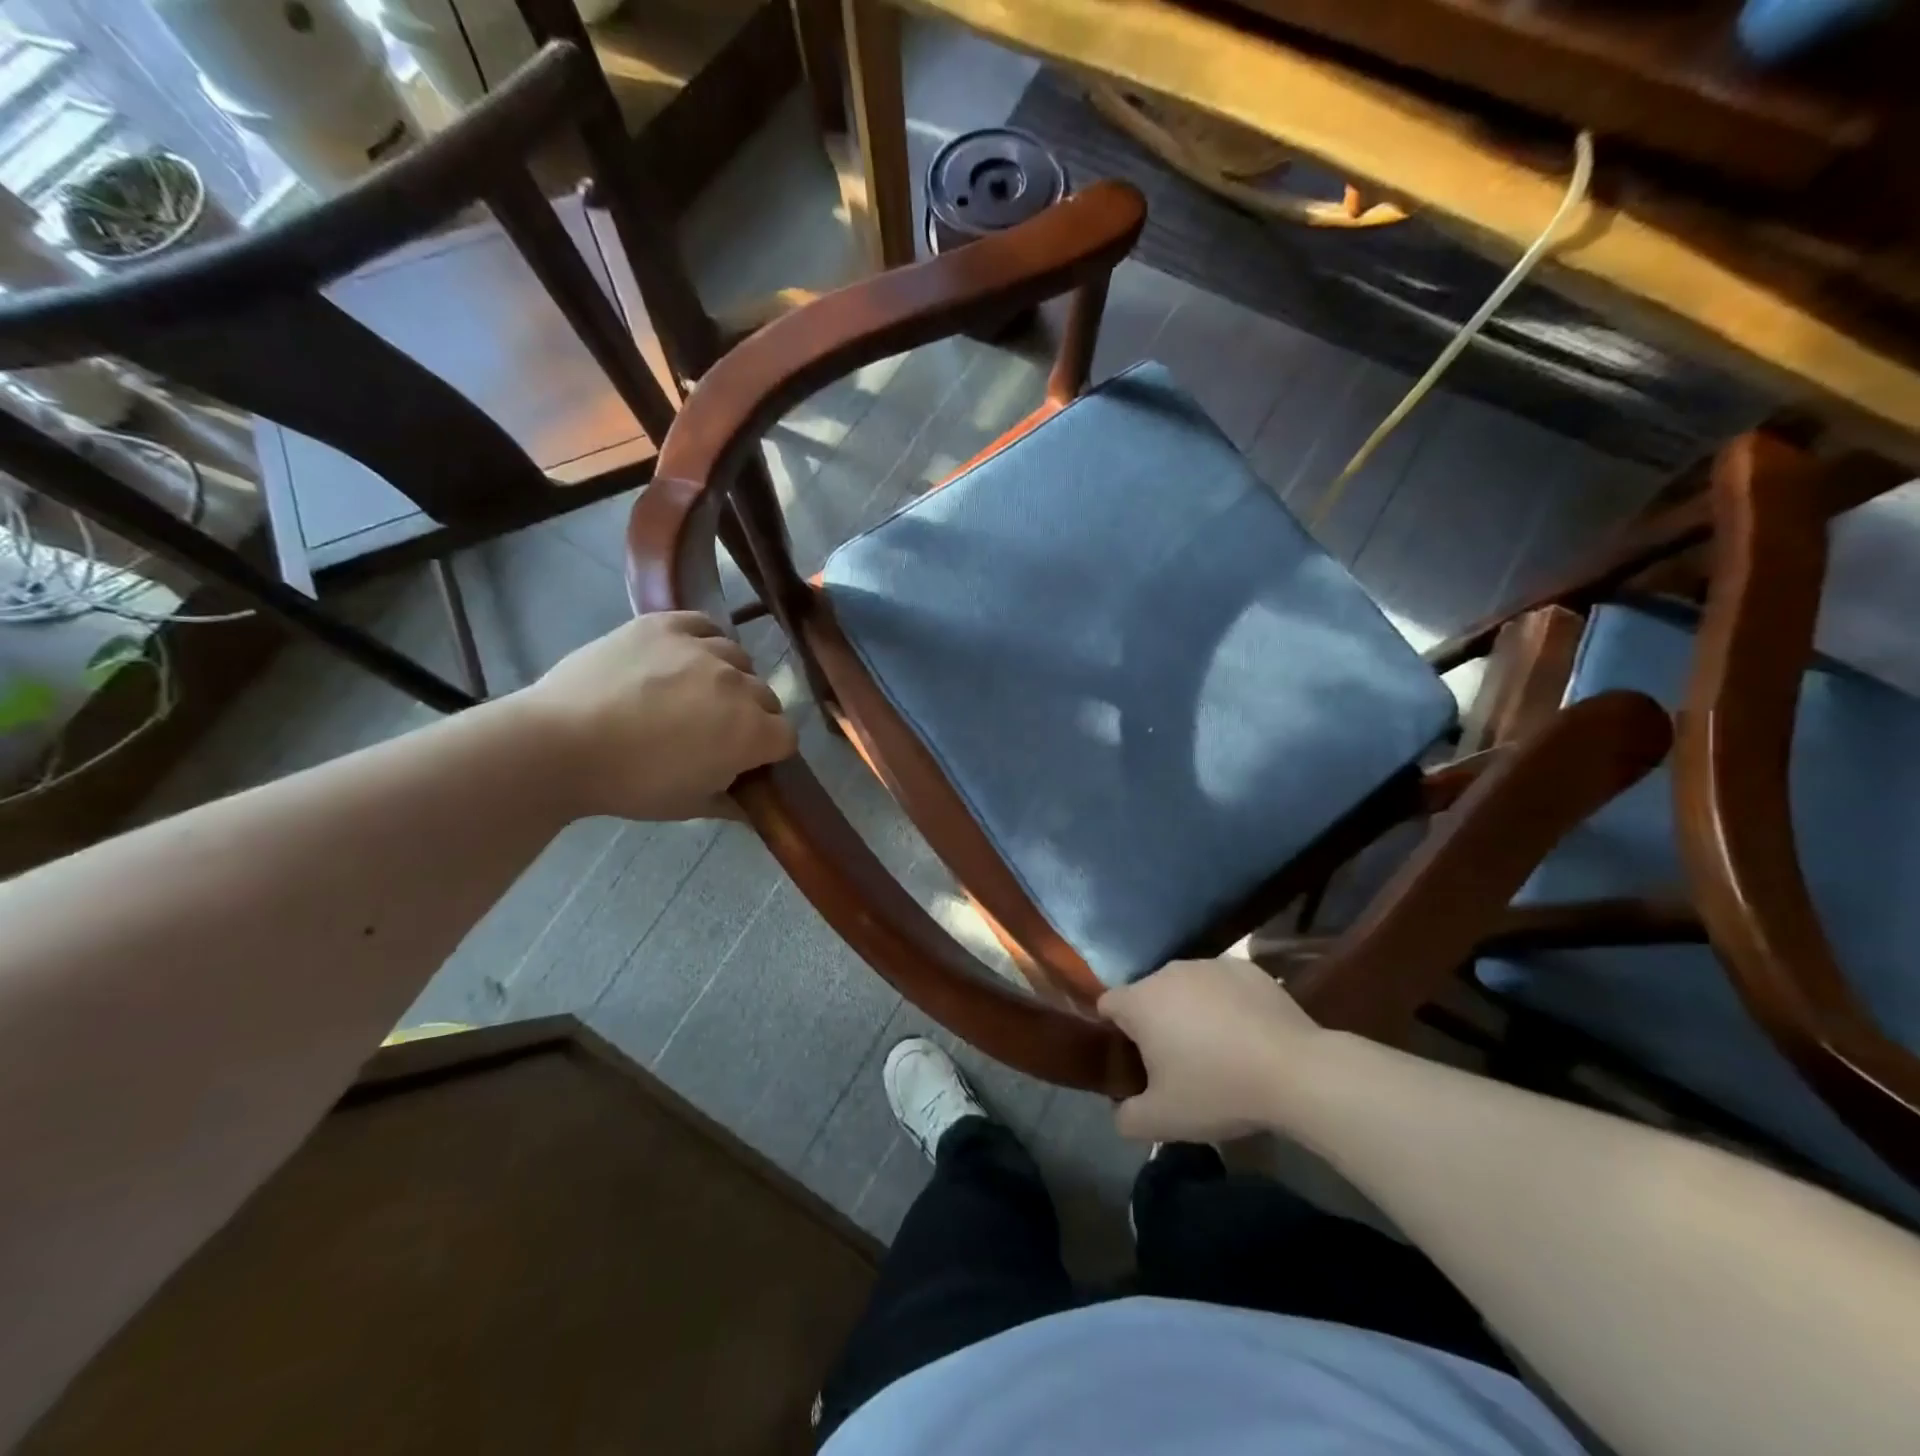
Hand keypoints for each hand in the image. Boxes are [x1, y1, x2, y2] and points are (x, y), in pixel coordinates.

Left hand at [520, 612, 796, 820]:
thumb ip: (731, 802)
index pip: (786, 736)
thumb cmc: (630, 784)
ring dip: (727, 677)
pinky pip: (703, 625)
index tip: (745, 761)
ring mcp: (703, 648)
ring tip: (695, 691)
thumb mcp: (689, 806)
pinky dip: (702, 640)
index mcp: (751, 732)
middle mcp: (738, 684)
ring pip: (737, 659)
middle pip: (766, 697)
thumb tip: (751, 805)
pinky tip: (684, 656)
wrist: (559, 744)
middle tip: (714, 731)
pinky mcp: (666, 624)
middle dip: (750, 715)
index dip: (768, 751)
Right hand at [1098, 957, 1321, 1142]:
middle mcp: (1169, 972)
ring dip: (1190, 1010)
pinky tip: (1247, 1034)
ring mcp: (1209, 965)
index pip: (1108, 1004)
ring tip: (1216, 1048)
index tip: (1132, 1058)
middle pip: (1148, 994)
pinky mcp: (1246, 968)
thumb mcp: (1164, 1121)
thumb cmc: (1218, 1090)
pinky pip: (1222, 984)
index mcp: (1141, 1001)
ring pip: (1186, 987)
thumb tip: (1120, 1112)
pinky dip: (1225, 1003)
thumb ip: (1127, 1118)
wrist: (1296, 1071)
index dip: (1114, 1030)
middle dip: (1155, 1022)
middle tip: (1177, 1062)